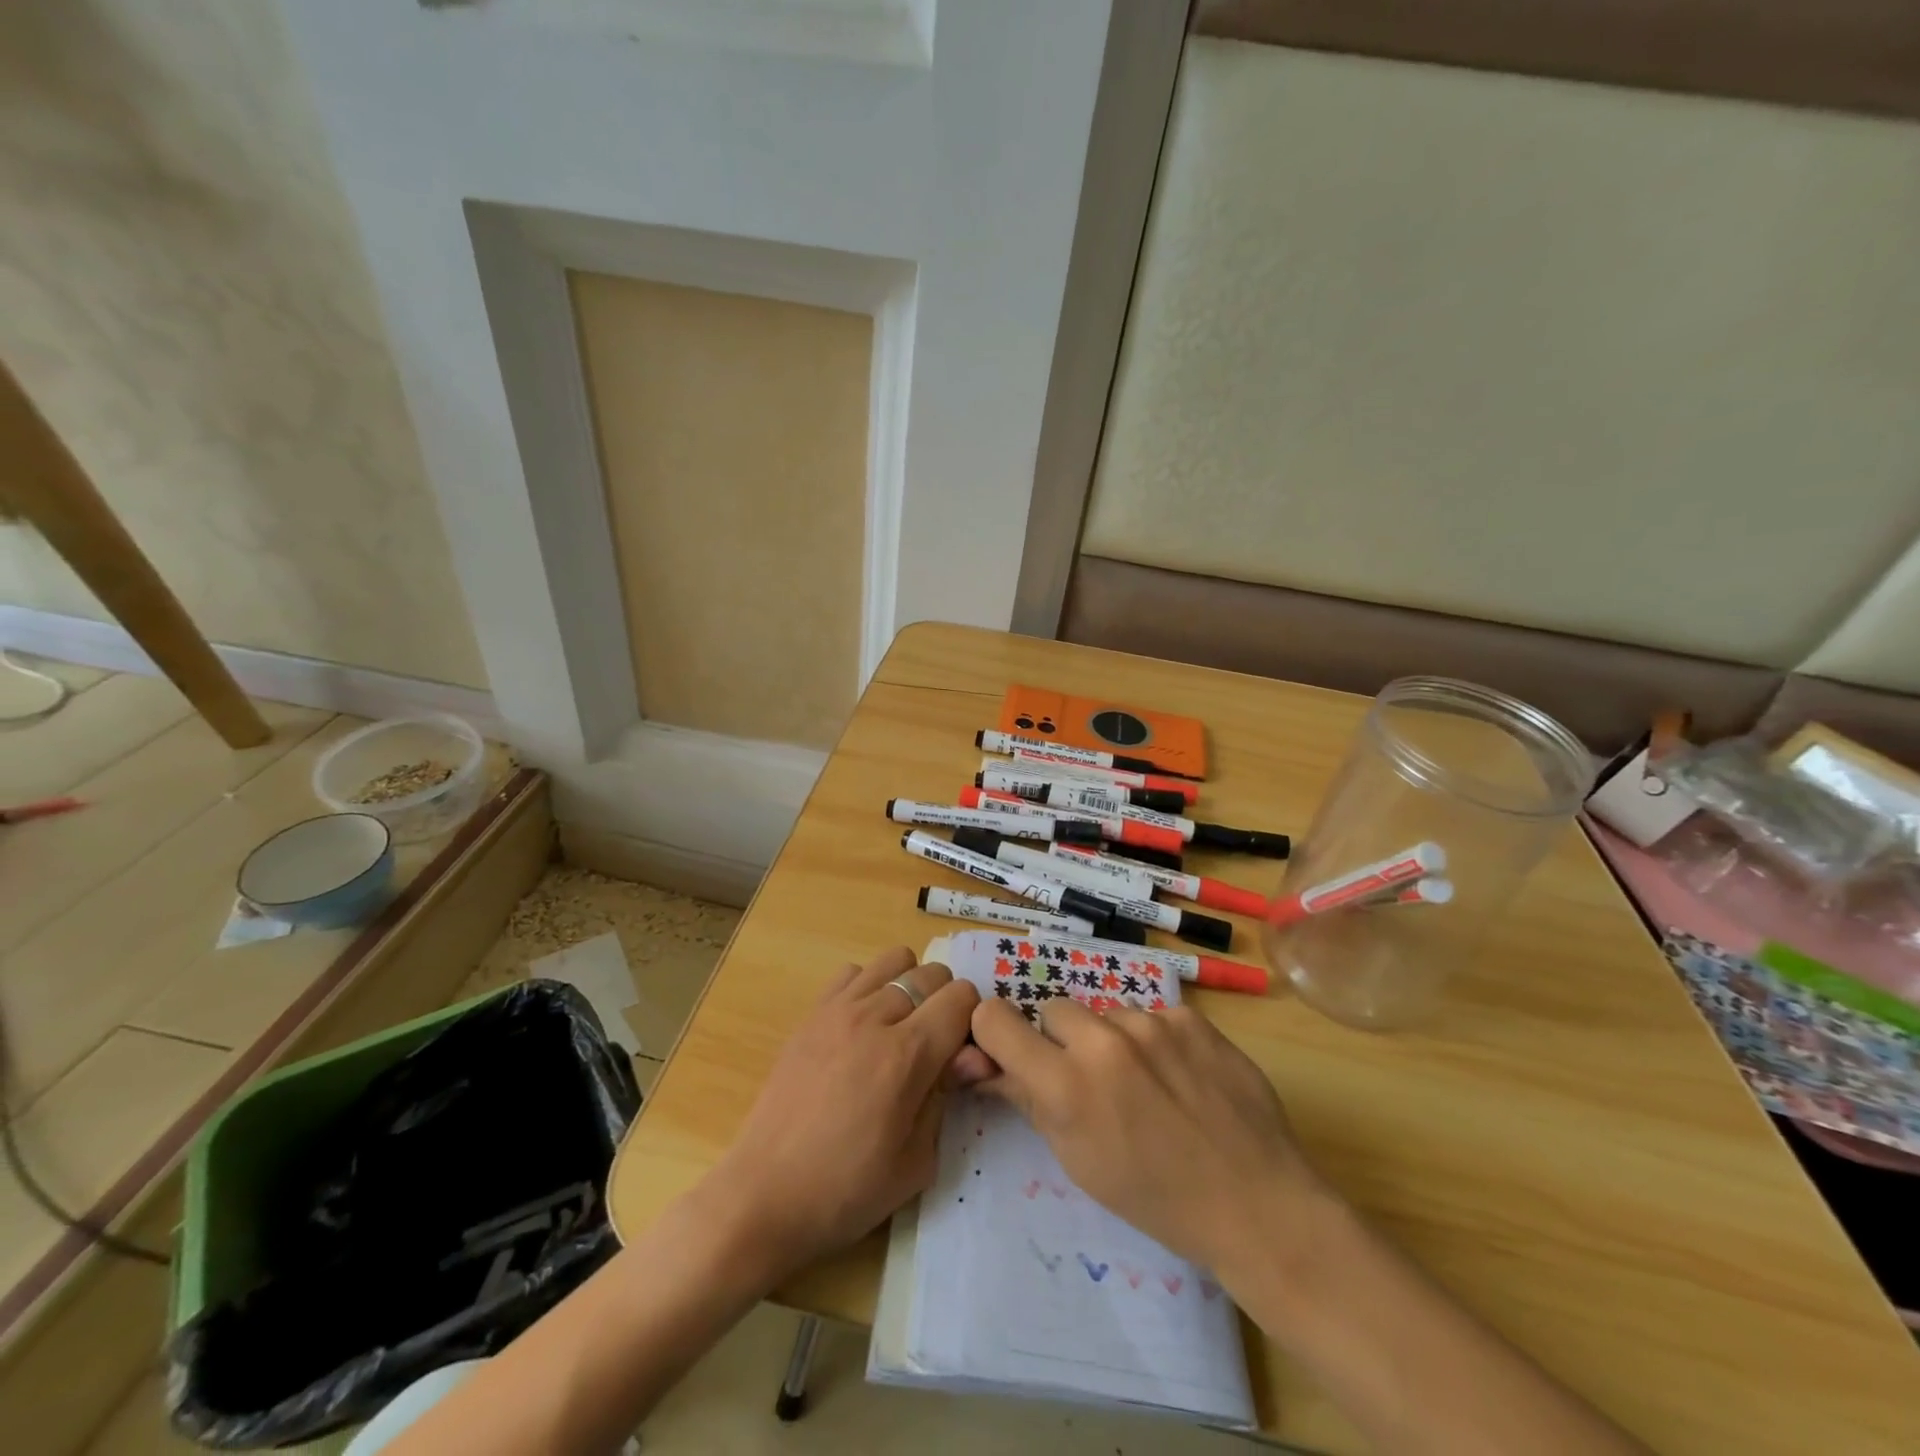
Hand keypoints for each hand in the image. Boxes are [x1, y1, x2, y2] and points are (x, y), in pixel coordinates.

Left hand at [704, 947, 984, 1280]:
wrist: (765, 1195)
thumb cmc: (847, 1190)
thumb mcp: (917, 1162)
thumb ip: (947, 1095)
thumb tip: (973, 1055)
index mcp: (907, 1055)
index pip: (962, 997)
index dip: (971, 1023)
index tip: (960, 1055)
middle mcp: (875, 1017)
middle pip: (932, 972)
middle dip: (944, 1003)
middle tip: (932, 1047)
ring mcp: (838, 1009)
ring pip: (894, 959)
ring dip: (908, 986)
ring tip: (898, 1029)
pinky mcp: (811, 1013)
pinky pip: (852, 972)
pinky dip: (867, 988)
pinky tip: (861, 1028)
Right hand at [970, 997, 1329, 1276]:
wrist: (1255, 1203)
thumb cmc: (1155, 1197)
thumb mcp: (1077, 1159)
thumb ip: (1027, 1100)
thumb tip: (982, 1064)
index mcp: (1067, 1085)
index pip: (996, 1019)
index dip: (995, 1033)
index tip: (1011, 1051)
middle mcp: (1104, 1040)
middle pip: (1053, 1009)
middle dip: (1061, 1040)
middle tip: (1089, 1080)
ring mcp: (1153, 1023)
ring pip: (1106, 1012)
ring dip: (1111, 1039)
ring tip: (1144, 1083)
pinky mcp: (1191, 1018)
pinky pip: (1153, 1016)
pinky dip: (1155, 1040)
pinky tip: (1180, 1077)